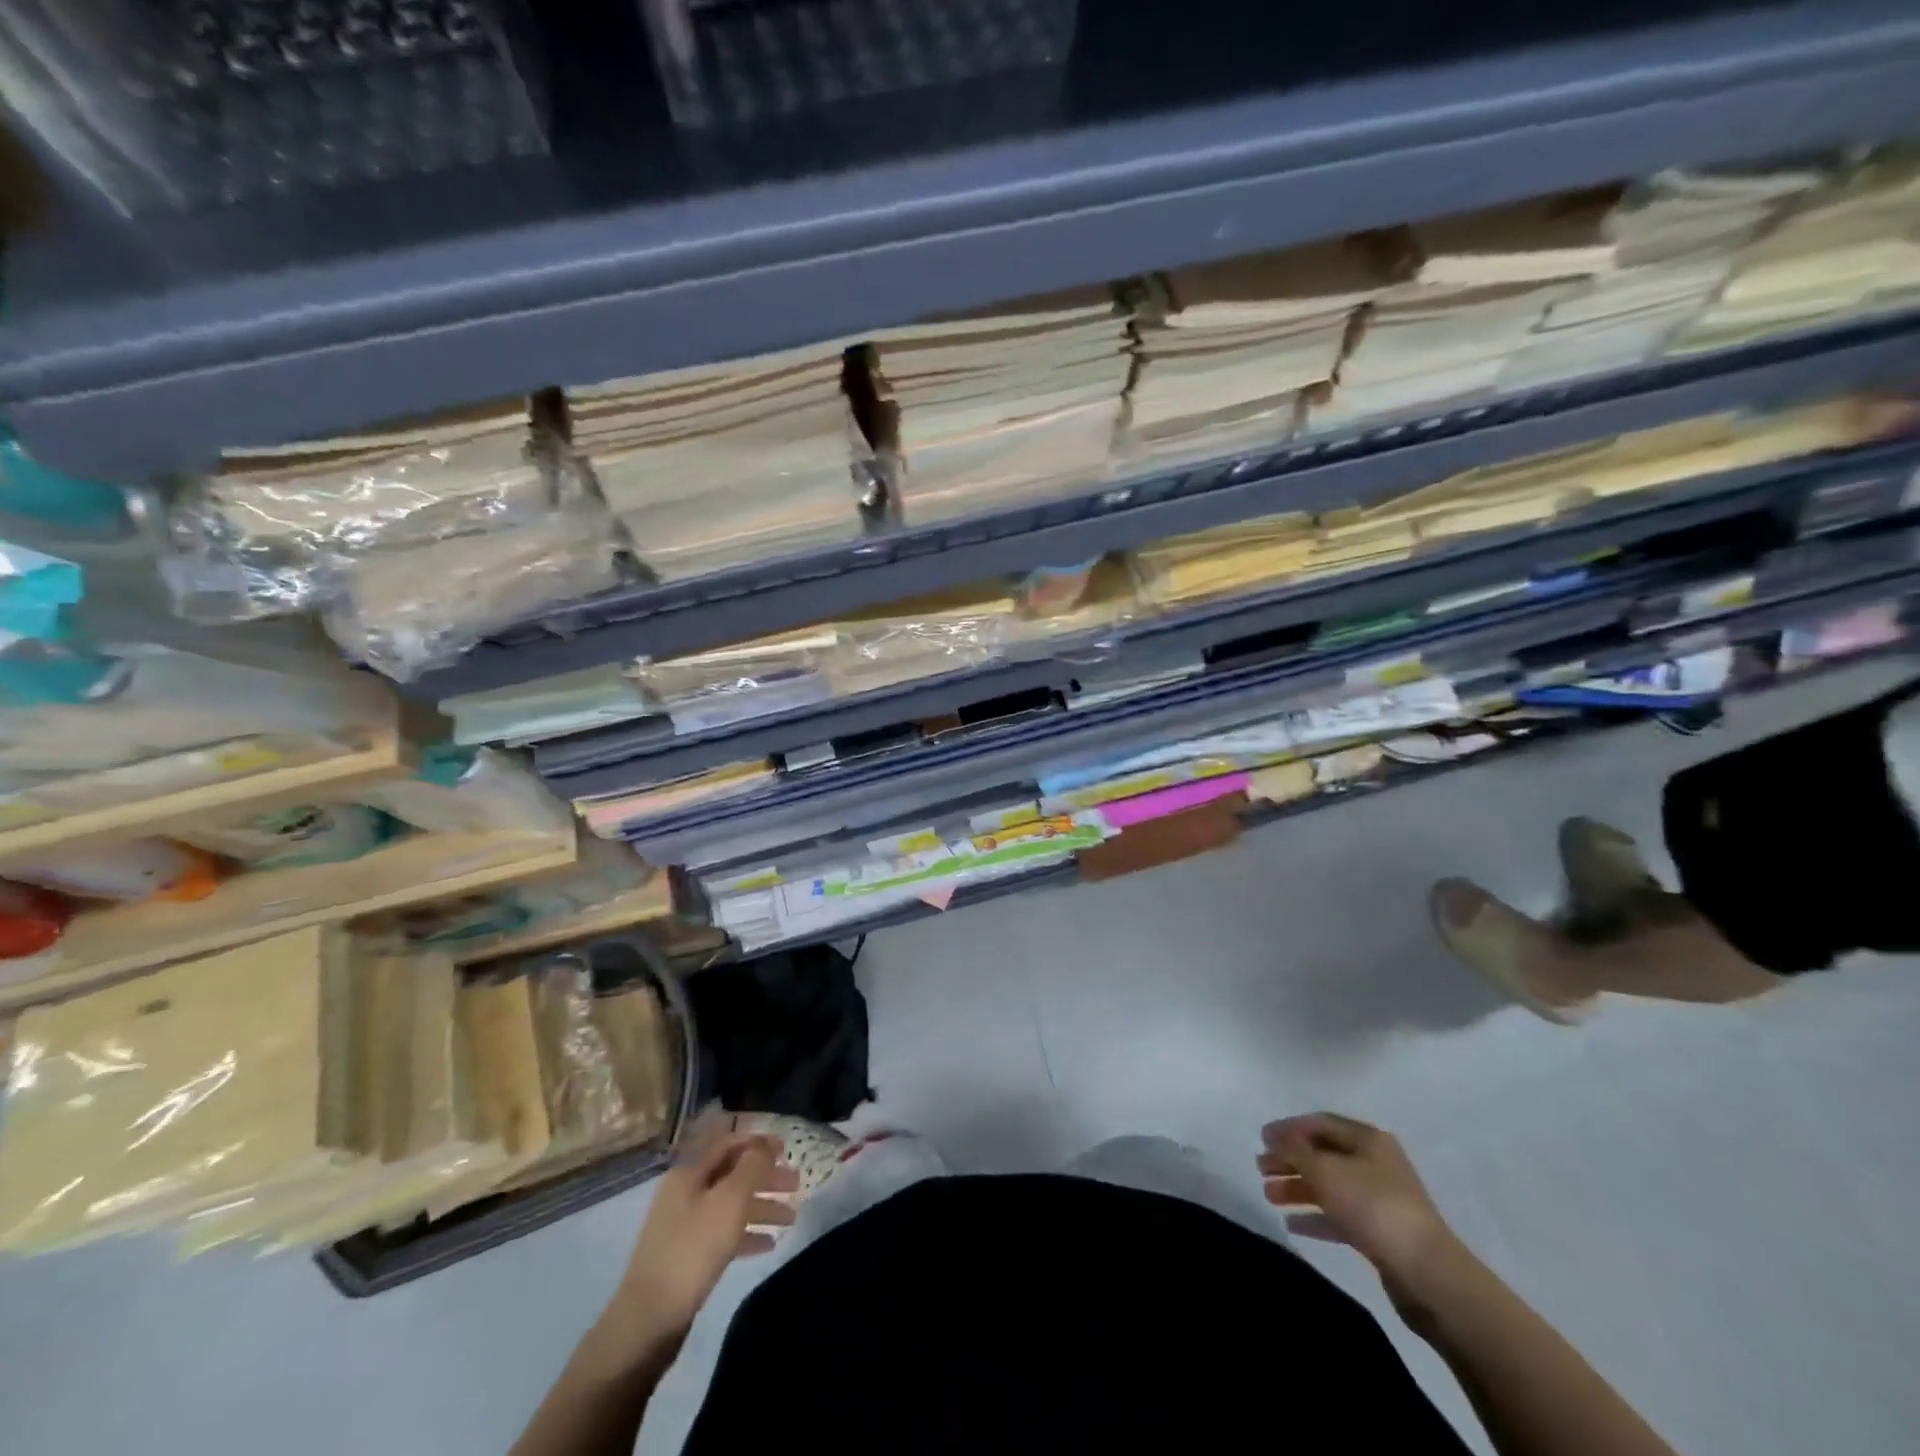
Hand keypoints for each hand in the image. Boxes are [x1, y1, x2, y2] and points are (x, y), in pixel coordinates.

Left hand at [610, 1127, 798, 1344]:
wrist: (649, 1319)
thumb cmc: (693, 1248)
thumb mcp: (729, 1200)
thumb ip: (752, 1167)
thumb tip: (764, 1146)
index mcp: (689, 1172)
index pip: (728, 1143)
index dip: (758, 1142)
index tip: (786, 1148)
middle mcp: (686, 1193)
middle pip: (733, 1174)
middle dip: (766, 1176)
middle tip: (796, 1183)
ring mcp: (685, 1226)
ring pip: (731, 1205)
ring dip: (762, 1207)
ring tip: (791, 1218)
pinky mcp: (687, 1256)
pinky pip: (723, 1235)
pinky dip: (747, 1234)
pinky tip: (769, 1244)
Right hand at [1258, 1113, 1461, 1299]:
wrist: (1428, 1274)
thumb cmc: (1373, 1207)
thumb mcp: (1325, 1171)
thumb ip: (1295, 1151)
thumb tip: (1276, 1139)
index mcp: (1367, 1139)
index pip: (1319, 1123)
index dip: (1288, 1128)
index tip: (1261, 1139)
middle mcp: (1375, 1163)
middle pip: (1323, 1154)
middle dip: (1290, 1160)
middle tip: (1261, 1168)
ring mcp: (1380, 1199)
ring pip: (1329, 1186)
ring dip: (1298, 1188)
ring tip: (1268, 1196)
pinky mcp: (1381, 1232)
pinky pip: (1340, 1215)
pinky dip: (1316, 1216)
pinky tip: (1292, 1224)